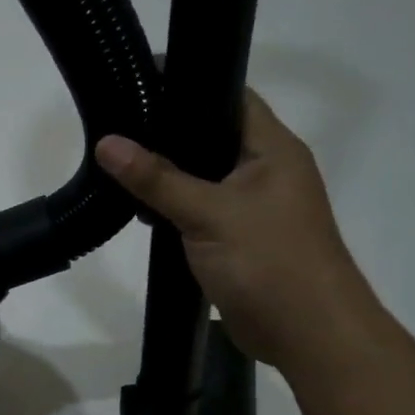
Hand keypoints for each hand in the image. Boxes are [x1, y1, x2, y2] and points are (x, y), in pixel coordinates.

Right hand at [95, 91, 380, 371]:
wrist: (308, 334)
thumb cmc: (268, 261)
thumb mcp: (208, 213)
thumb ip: (157, 178)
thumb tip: (107, 143)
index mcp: (273, 149)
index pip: (231, 97)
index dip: (189, 83)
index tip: (140, 80)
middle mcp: (266, 171)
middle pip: (212, 137)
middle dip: (168, 133)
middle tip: (117, 125)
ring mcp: (254, 208)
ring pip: (203, 178)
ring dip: (168, 176)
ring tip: (117, 164)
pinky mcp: (239, 239)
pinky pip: (201, 211)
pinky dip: (174, 209)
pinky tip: (140, 210)